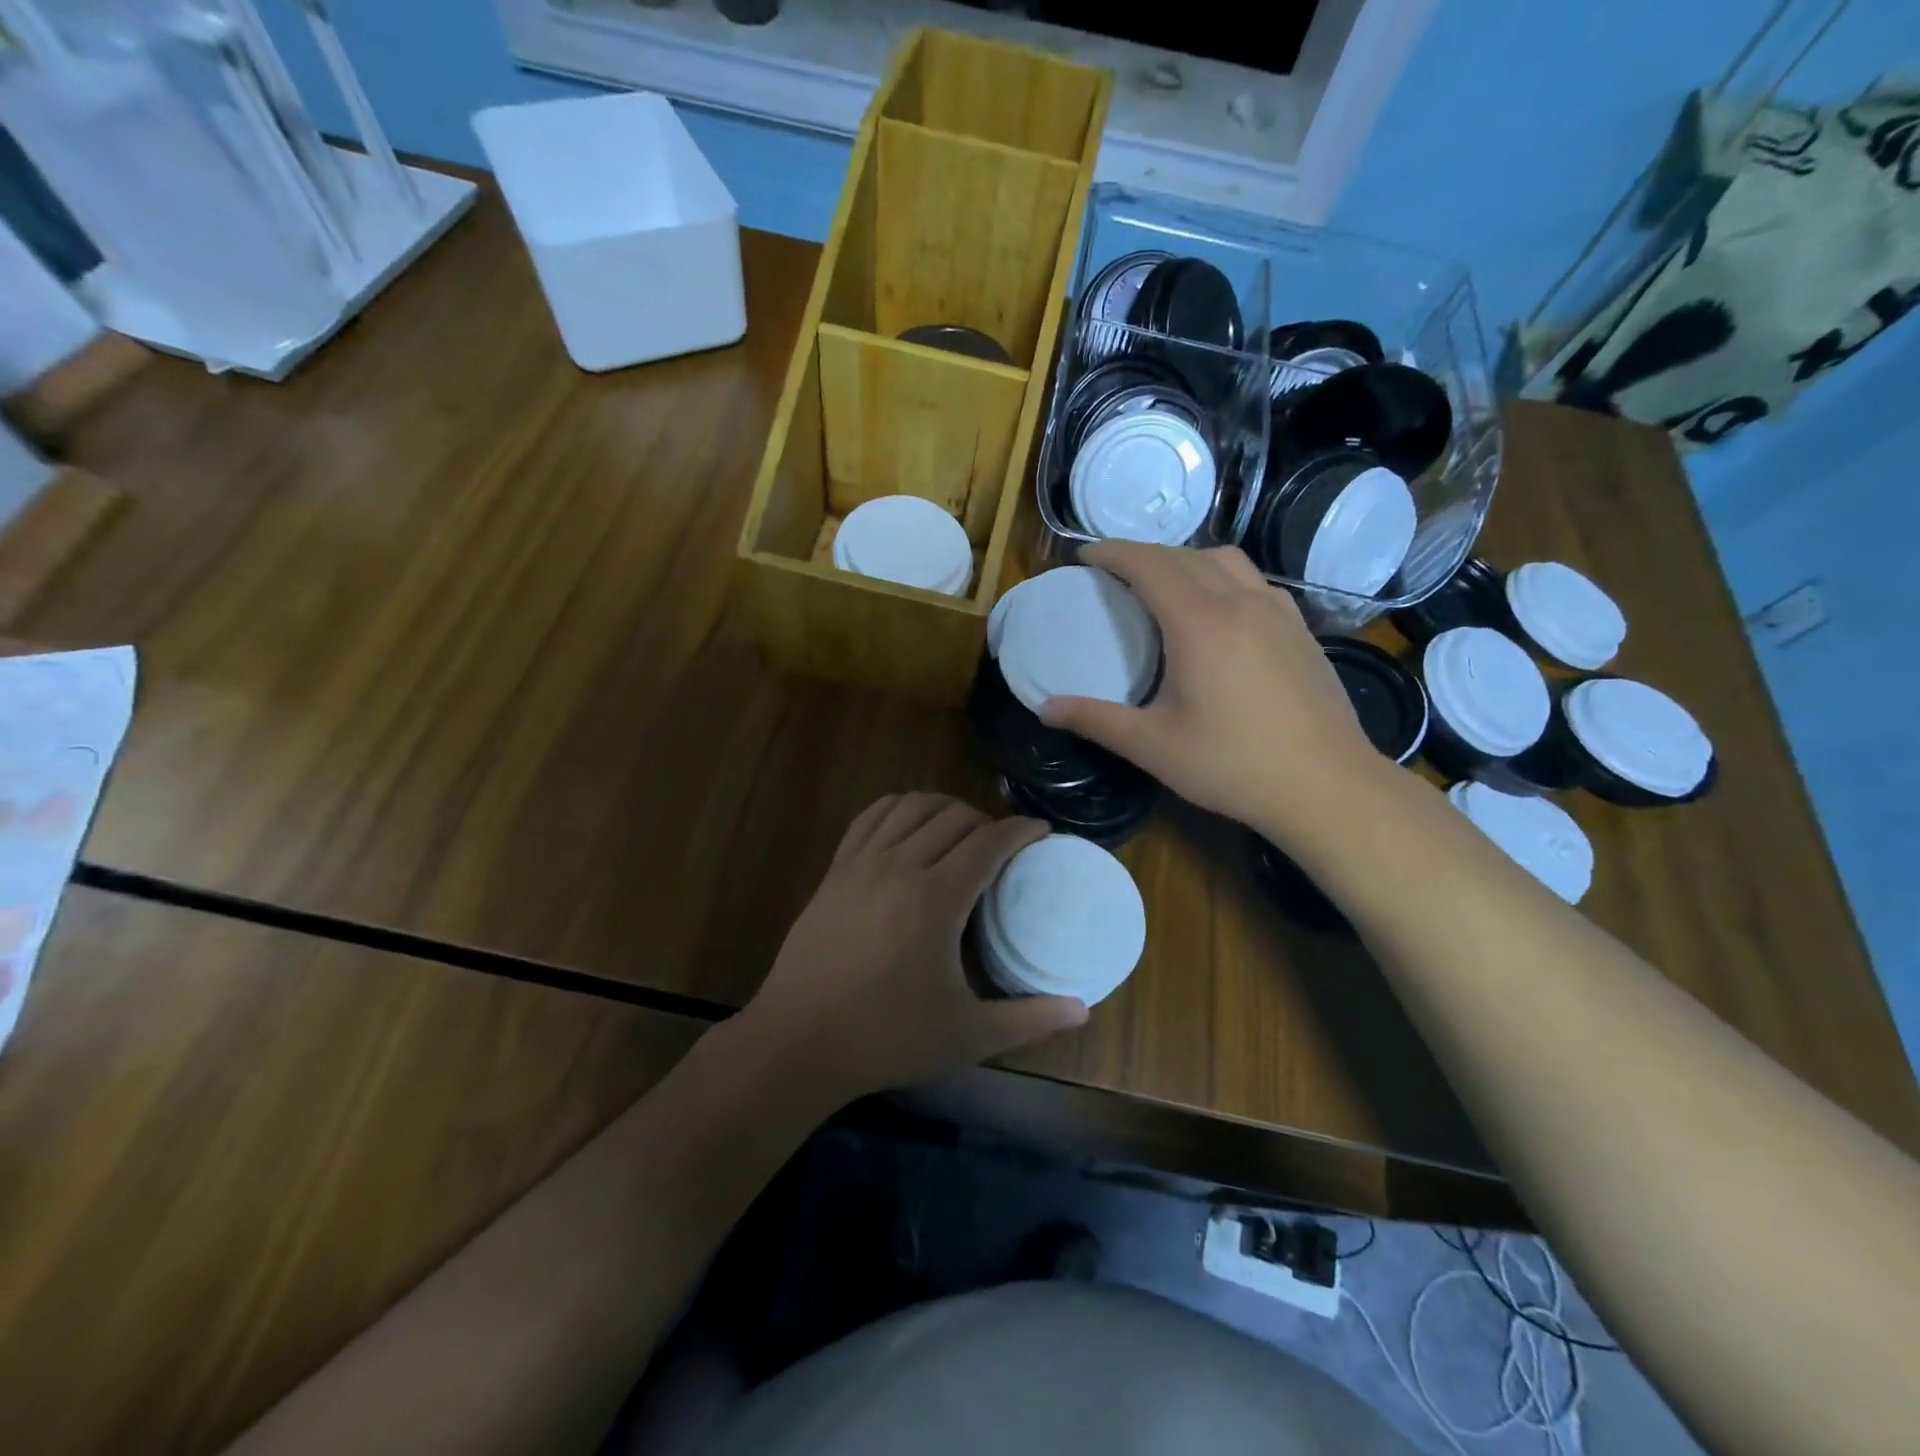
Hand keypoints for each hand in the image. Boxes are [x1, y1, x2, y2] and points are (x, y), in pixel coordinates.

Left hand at [738, 794, 1088, 1104]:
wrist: (797, 1041)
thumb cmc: (885, 1038)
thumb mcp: (966, 1036)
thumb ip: (1029, 1020)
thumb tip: (1082, 1009)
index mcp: (936, 898)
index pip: (988, 841)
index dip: (1020, 829)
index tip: (1041, 831)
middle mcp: (899, 866)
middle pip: (953, 816)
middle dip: (986, 820)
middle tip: (1002, 846)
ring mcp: (861, 863)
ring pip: (910, 806)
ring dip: (943, 808)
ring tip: (959, 831)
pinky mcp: (834, 870)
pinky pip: (871, 817)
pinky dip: (898, 809)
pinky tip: (908, 828)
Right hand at [1039, 542, 1384, 845]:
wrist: (1326, 786)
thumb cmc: (1232, 765)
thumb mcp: (1152, 746)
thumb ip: (1095, 720)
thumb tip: (1045, 708)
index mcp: (1199, 622)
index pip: (1149, 564)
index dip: (1113, 552)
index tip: (1086, 557)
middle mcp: (1241, 602)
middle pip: (1185, 555)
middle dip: (1144, 555)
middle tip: (1115, 574)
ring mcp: (1278, 613)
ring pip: (1227, 561)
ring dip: (1187, 560)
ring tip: (1166, 586)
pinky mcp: (1302, 631)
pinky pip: (1255, 583)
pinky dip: (1224, 579)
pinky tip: (1220, 614)